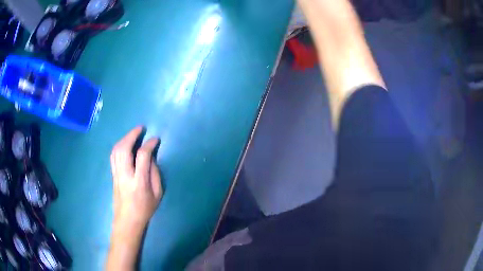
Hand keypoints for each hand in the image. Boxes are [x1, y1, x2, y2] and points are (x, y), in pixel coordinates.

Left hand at [110, 126, 162, 231]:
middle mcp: (125, 175)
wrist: (127, 220)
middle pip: (124, 149)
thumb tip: (151, 158)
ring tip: (133, 134)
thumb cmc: (145, 209)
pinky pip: (113, 156)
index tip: (155, 139)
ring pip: (116, 151)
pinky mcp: (113, 175)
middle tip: (141, 128)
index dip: (149, 144)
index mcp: (139, 182)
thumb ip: (155, 174)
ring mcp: (116, 174)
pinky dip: (119, 146)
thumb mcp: (158, 194)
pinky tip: (125, 144)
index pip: (142, 156)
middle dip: (132, 135)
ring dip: (124, 138)